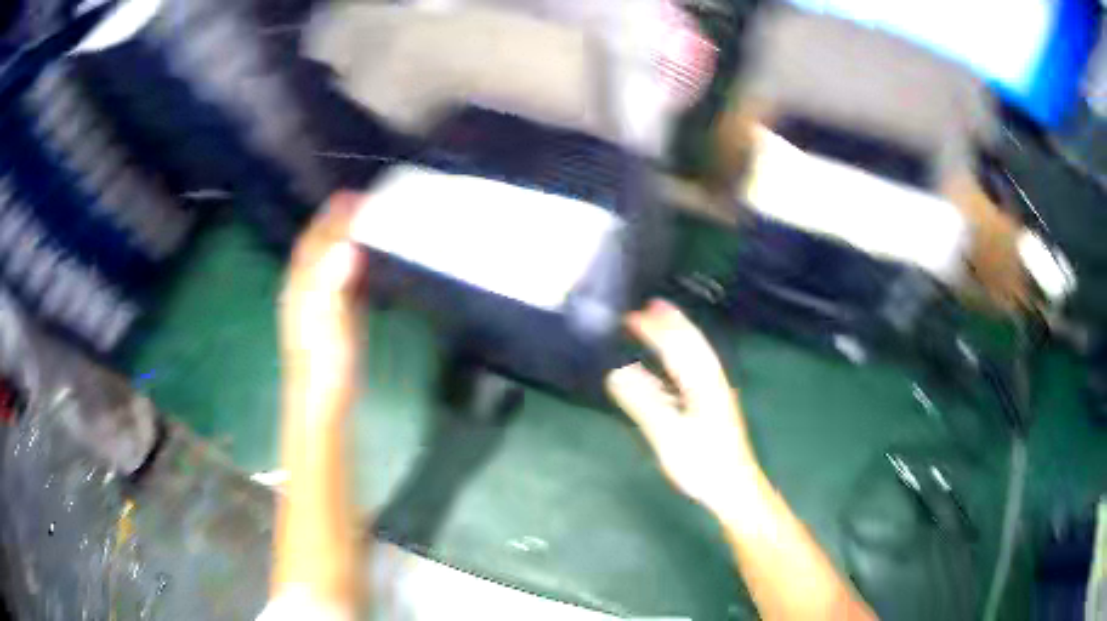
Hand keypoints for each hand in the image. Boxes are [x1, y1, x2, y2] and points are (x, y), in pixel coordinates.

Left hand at [279, 192, 367, 423]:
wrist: (323, 401)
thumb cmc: (324, 362)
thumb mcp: (329, 320)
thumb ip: (335, 282)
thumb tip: (348, 245)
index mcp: (302, 284)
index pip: (318, 240)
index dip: (335, 217)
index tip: (356, 196)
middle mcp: (307, 288)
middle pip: (317, 246)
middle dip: (333, 221)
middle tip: (358, 201)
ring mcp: (319, 304)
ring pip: (327, 262)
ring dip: (341, 238)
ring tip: (361, 221)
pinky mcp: (334, 319)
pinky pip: (340, 282)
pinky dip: (349, 264)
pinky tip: (361, 261)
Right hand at [606, 299, 756, 515]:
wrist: (734, 487)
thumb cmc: (703, 464)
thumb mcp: (669, 435)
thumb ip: (644, 402)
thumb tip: (616, 372)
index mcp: (702, 382)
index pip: (677, 345)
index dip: (655, 328)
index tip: (631, 314)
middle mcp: (711, 380)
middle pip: (693, 342)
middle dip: (672, 322)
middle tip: (649, 305)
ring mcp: (714, 392)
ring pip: (697, 354)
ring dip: (679, 334)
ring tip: (661, 321)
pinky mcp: (713, 405)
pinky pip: (695, 369)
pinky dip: (681, 356)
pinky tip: (671, 364)